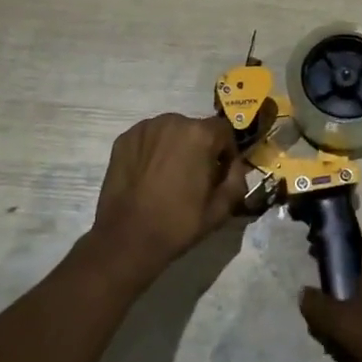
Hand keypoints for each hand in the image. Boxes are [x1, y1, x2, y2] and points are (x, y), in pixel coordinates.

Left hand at [81, 113, 248, 288]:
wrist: (128, 239)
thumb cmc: (179, 223)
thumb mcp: (221, 208)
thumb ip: (237, 179)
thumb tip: (235, 165)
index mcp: (200, 134)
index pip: (224, 130)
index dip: (226, 151)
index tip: (220, 172)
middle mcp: (172, 121)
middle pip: (196, 128)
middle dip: (200, 147)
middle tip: (194, 176)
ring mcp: (144, 128)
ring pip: (171, 131)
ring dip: (175, 146)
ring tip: (169, 175)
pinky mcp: (124, 139)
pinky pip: (148, 138)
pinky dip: (153, 150)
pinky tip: (149, 175)